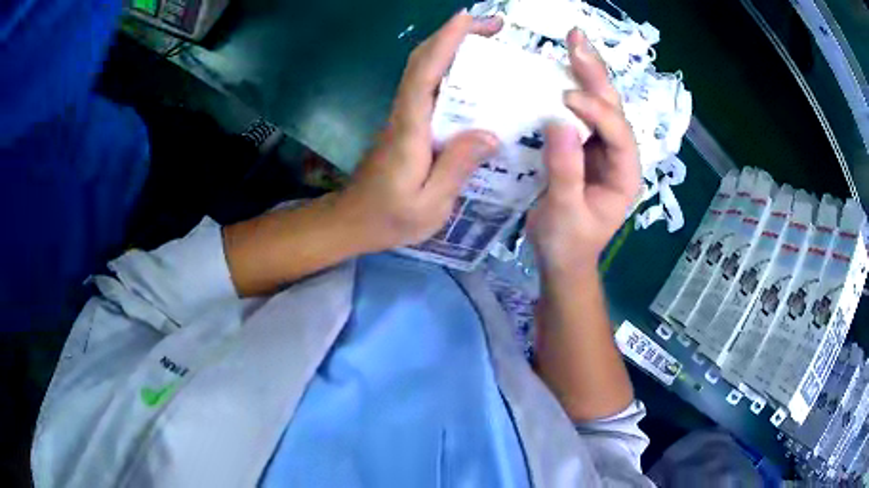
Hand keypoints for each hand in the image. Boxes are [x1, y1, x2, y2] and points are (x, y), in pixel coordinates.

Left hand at [334, 12, 502, 253]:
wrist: (353, 221)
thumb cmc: (389, 218)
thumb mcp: (429, 205)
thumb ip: (456, 169)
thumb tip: (490, 134)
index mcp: (409, 130)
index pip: (424, 75)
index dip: (444, 43)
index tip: (468, 19)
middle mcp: (404, 115)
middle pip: (423, 62)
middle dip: (454, 36)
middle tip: (493, 26)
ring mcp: (403, 118)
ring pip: (424, 71)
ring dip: (453, 49)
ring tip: (490, 43)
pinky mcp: (407, 125)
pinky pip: (429, 89)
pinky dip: (449, 70)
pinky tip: (475, 77)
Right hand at [528, 28, 640, 277]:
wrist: (562, 257)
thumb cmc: (568, 242)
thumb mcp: (565, 213)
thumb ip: (565, 171)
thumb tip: (559, 123)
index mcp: (625, 174)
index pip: (618, 135)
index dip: (597, 113)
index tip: (567, 98)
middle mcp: (618, 154)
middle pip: (612, 108)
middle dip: (596, 74)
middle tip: (576, 40)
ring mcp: (600, 147)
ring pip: (598, 103)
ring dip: (585, 71)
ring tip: (573, 41)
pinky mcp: (582, 144)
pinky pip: (578, 111)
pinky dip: (569, 86)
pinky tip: (559, 66)